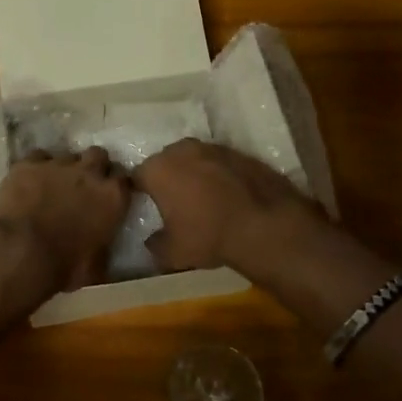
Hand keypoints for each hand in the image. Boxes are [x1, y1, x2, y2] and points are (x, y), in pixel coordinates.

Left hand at [0, 148, 131, 295]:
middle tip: (83, 185)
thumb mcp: (96, 266)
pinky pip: (37, 157)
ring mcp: (58, 164)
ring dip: (63, 169)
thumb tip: (104, 251)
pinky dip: (36, 168)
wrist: (21, 252)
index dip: (116, 187)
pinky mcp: (29, 163)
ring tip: (52, 186)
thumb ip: (105, 249)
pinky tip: (29, 182)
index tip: (110, 197)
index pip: (125, 180)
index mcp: (113, 197)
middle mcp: (89, 172)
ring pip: (67, 155)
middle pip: (99, 155)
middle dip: (93, 166)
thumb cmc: (64, 265)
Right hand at [132, 138, 325, 273]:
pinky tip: (227, 194)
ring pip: (194, 158)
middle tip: (172, 200)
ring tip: (201, 196)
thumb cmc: (208, 236)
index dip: (139, 189)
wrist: (264, 224)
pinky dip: (218, 174)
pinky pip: (219, 162)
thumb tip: (152, 241)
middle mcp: (182, 150)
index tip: (143, 202)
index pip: (137, 175)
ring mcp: (212, 147)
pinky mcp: (239, 152)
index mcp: (158, 169)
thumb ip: (156, 244)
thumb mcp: (173, 253)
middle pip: (166, 161)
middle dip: (167, 176)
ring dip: (194, 172)